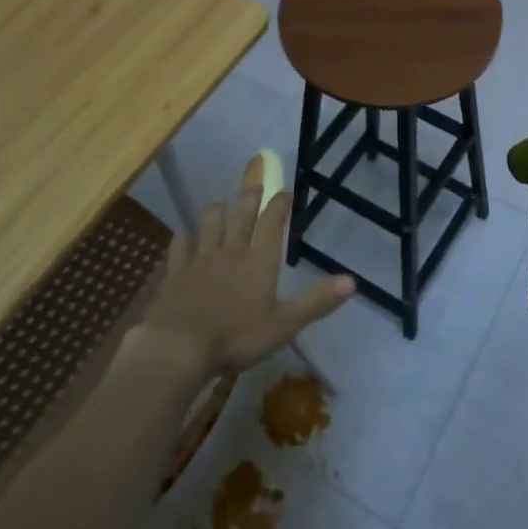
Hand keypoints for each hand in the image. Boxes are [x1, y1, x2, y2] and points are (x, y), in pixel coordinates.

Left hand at [140, 155, 354, 376]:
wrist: (179, 347)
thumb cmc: (237, 336)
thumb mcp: (285, 324)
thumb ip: (317, 301)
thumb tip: (352, 281)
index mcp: (259, 260)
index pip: (272, 223)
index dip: (280, 204)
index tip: (286, 192)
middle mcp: (231, 251)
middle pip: (241, 215)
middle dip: (250, 197)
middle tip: (255, 181)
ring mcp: (200, 259)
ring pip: (210, 224)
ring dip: (217, 210)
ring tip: (221, 200)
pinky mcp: (175, 272)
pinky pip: (179, 247)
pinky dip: (182, 237)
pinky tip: (181, 232)